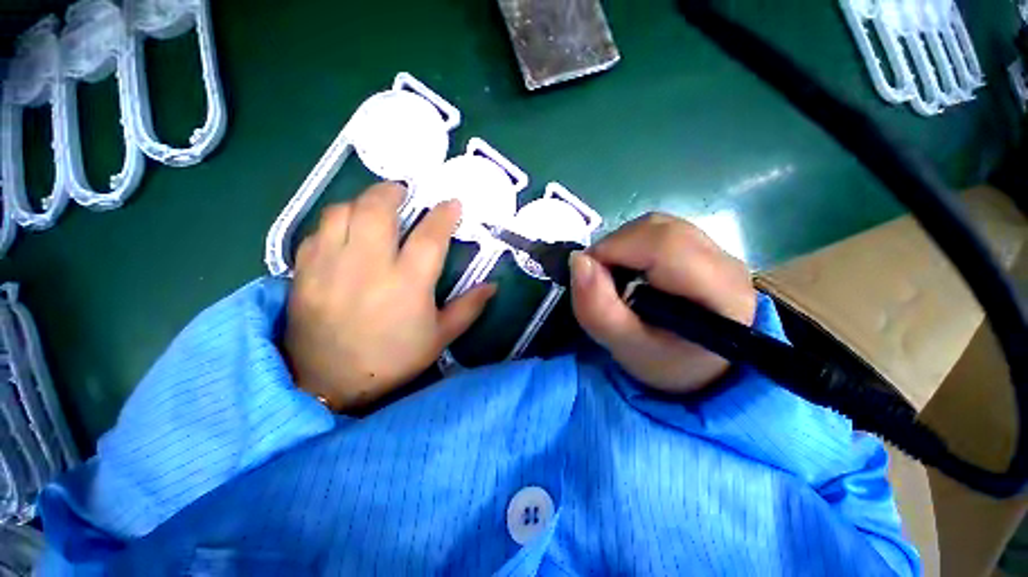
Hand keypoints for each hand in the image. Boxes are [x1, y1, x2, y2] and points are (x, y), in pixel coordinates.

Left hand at [284, 183, 495, 413]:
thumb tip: (493, 285)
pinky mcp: (304, 272)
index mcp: (408, 285)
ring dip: (362, 202)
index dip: (444, 215)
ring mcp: (331, 267)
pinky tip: (346, 231)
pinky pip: (318, 231)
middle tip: (403, 192)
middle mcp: (368, 268)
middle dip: (393, 192)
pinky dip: (336, 222)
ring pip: (342, 212)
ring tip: (374, 208)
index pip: (430, 237)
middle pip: (377, 209)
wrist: (330, 384)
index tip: (452, 203)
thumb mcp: (440, 338)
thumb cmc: (393, 360)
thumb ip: (468, 308)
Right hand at [570, 213, 756, 394]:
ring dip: (621, 244)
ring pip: (657, 226)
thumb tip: (578, 261)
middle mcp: (725, 261)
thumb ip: (598, 310)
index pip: (663, 245)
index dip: (615, 249)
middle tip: (598, 278)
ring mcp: (717, 249)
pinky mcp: (703, 246)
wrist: (700, 364)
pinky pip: (658, 230)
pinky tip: (629, 268)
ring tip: (613, 274)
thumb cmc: (666, 362)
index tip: (588, 273)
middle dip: (615, 247)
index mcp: (718, 292)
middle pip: (658, 230)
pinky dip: (631, 244)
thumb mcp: (626, 348)